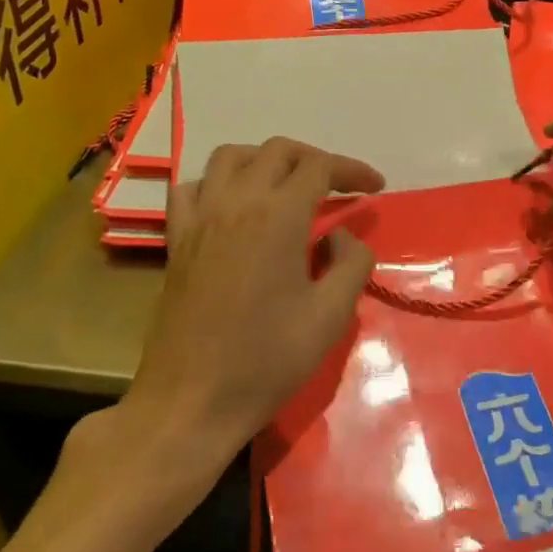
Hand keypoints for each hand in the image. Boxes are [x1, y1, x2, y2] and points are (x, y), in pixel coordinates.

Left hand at [103, 139, 381, 484]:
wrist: (192, 400)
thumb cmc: (267, 360)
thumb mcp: (331, 316)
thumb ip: (350, 263)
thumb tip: (339, 236)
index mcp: (278, 216)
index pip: (319, 167)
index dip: (352, 170)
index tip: (375, 187)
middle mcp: (236, 202)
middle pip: (277, 151)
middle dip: (315, 159)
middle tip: (338, 186)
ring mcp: (200, 218)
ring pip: (231, 156)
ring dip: (266, 160)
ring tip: (287, 185)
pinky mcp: (177, 239)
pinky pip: (193, 186)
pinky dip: (218, 182)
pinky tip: (233, 205)